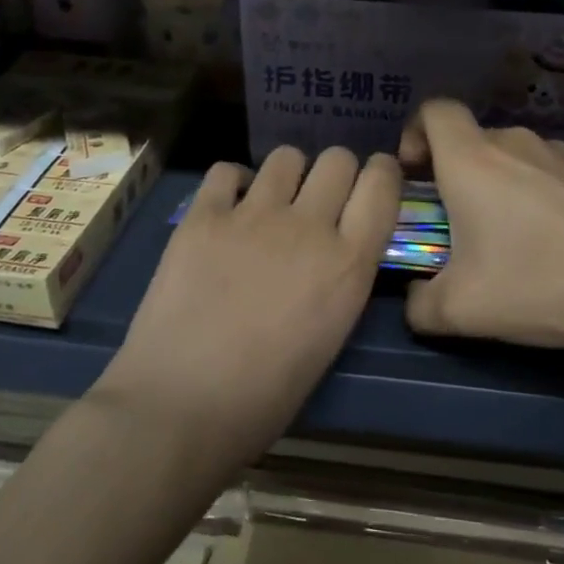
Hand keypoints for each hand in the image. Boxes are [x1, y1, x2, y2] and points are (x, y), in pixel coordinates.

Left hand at [96, 146, 401, 459]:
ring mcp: (252, 216)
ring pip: (286, 157)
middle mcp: (308, 226)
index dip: (382, 174)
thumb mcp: (330, 338)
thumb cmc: (264, 398)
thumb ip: (340, 280)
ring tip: (273, 203)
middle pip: (337, 159)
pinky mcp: (202, 217)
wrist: (181, 406)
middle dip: (336, 173)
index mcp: (348, 264)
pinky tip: (227, 210)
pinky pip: (226, 171)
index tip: (373, 180)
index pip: (382, 185)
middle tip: (320, 200)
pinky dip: (233, 184)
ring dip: (288, 175)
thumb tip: (332, 253)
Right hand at [399, 100, 563, 383]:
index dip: (416, 133)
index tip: (417, 174)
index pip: (434, 111)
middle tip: (465, 227)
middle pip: (477, 141)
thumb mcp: (461, 312)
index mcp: (473, 160)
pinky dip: (552, 198)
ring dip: (508, 188)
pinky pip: (562, 175)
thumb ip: (420, 305)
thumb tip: (416, 301)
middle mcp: (519, 143)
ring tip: (524, 243)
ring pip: (521, 159)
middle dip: (461, 176)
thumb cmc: (540, 284)